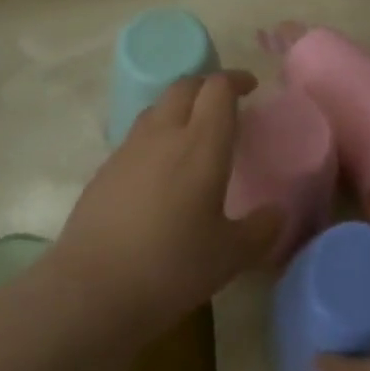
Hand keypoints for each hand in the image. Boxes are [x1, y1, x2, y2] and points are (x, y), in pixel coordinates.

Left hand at [48, 72, 279, 337]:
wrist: (91, 290)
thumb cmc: (171, 268)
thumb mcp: (230, 256)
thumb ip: (261, 230)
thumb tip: (278, 213)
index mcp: (201, 145)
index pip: (218, 89)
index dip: (236, 80)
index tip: (251, 87)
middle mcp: (163, 135)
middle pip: (184, 86)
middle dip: (207, 85)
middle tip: (225, 103)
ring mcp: (129, 150)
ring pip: (157, 108)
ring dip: (180, 107)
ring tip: (194, 132)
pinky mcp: (105, 170)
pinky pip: (137, 136)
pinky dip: (157, 135)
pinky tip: (161, 169)